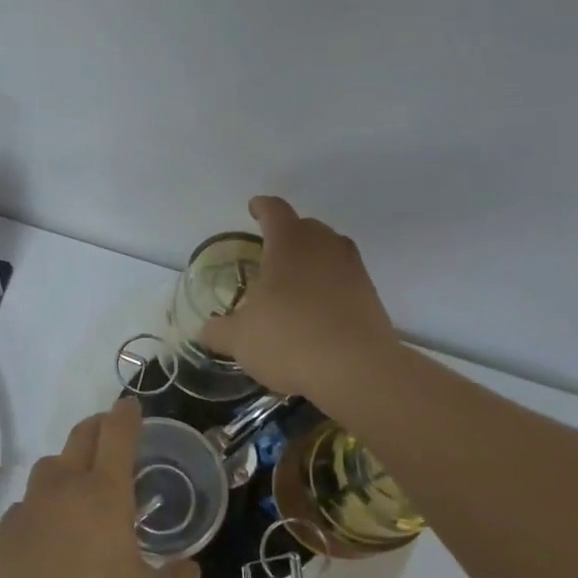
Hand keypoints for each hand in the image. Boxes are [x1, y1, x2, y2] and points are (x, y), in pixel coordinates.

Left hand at [0, 397, 198, 577]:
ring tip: (77, 483)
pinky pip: (27, 504)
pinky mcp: (6, 530)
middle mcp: (66, 488)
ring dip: (66, 464)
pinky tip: (47, 530)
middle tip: (109, 429)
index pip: (117, 435)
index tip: (130, 405)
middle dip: (97, 425)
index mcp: (105, 493)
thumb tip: (190, 570)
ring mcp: (31, 506)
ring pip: (49, 466)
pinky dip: (41, 505)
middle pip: (81, 437)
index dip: (126, 415)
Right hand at [200, 196, 396, 396]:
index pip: (274, 210)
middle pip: (306, 227)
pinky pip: (344, 279)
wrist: (357, 370)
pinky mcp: (371, 295)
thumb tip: (206, 330)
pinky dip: (329, 286)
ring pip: (329, 251)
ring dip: (311, 260)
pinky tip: (316, 311)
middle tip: (270, 253)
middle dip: (287, 235)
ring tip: (293, 282)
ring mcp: (353, 269)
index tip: (253, 209)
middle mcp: (324, 246)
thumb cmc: (289, 339)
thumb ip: (218, 330)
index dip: (261, 207)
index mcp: (289, 243)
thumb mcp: (239, 339)